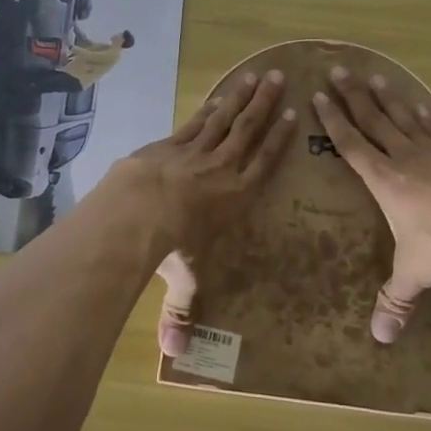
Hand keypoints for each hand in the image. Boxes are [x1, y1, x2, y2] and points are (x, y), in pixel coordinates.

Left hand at [103, 71, 296, 355]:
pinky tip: (218, 95)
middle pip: (249, 132)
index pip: (264, 164)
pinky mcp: (170, 143)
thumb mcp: (182, 279)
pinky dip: (209, 107)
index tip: (293, 117)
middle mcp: (222, 169)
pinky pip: (196, 121)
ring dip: (243, 97)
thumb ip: (180, 312)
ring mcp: (195, 151)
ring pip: (225, 119)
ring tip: (257, 76)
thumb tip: (173, 355)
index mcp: (236, 198)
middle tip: (282, 79)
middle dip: (266, 106)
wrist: (138, 209)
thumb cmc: (171, 244)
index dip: (280, 141)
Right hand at [313, 67, 430, 343]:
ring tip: (373, 77)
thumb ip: (396, 300)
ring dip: (386, 97)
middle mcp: (405, 159)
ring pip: (403, 118)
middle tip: (337, 70)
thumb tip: (380, 339)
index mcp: (385, 181)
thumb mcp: (416, 273)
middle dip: (353, 96)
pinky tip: (419, 106)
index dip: (333, 121)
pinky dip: (424, 115)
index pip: (351, 144)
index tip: (319, 96)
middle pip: (374, 120)